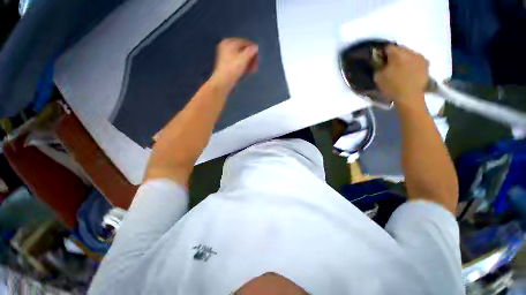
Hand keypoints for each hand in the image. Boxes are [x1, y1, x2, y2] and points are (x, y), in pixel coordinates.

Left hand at [211, 38, 258, 88]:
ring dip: (248, 62)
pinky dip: (243, 65)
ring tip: (254, 69)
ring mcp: (225, 56)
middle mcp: (226, 46)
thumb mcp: (244, 58)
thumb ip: (252, 51)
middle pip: (243, 50)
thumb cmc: (233, 69)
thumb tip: (257, 47)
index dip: (254, 49)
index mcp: (229, 42)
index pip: (246, 42)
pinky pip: (237, 62)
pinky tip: (248, 71)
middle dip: (251, 57)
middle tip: (257, 64)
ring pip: (240, 57)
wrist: (223, 82)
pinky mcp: (226, 64)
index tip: (260, 57)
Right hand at [374, 45, 428, 107]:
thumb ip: (378, 65)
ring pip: (408, 53)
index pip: (387, 47)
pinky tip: (408, 70)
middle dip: (393, 55)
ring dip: (403, 58)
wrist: (410, 97)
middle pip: (399, 48)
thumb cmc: (392, 87)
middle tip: (388, 64)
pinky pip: (416, 59)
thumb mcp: (378, 77)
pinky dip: (411, 62)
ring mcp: (420, 56)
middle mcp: (410, 51)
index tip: (379, 59)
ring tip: (399, 67)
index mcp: (397, 54)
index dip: (382, 52)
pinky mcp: (426, 63)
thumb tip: (378, 60)